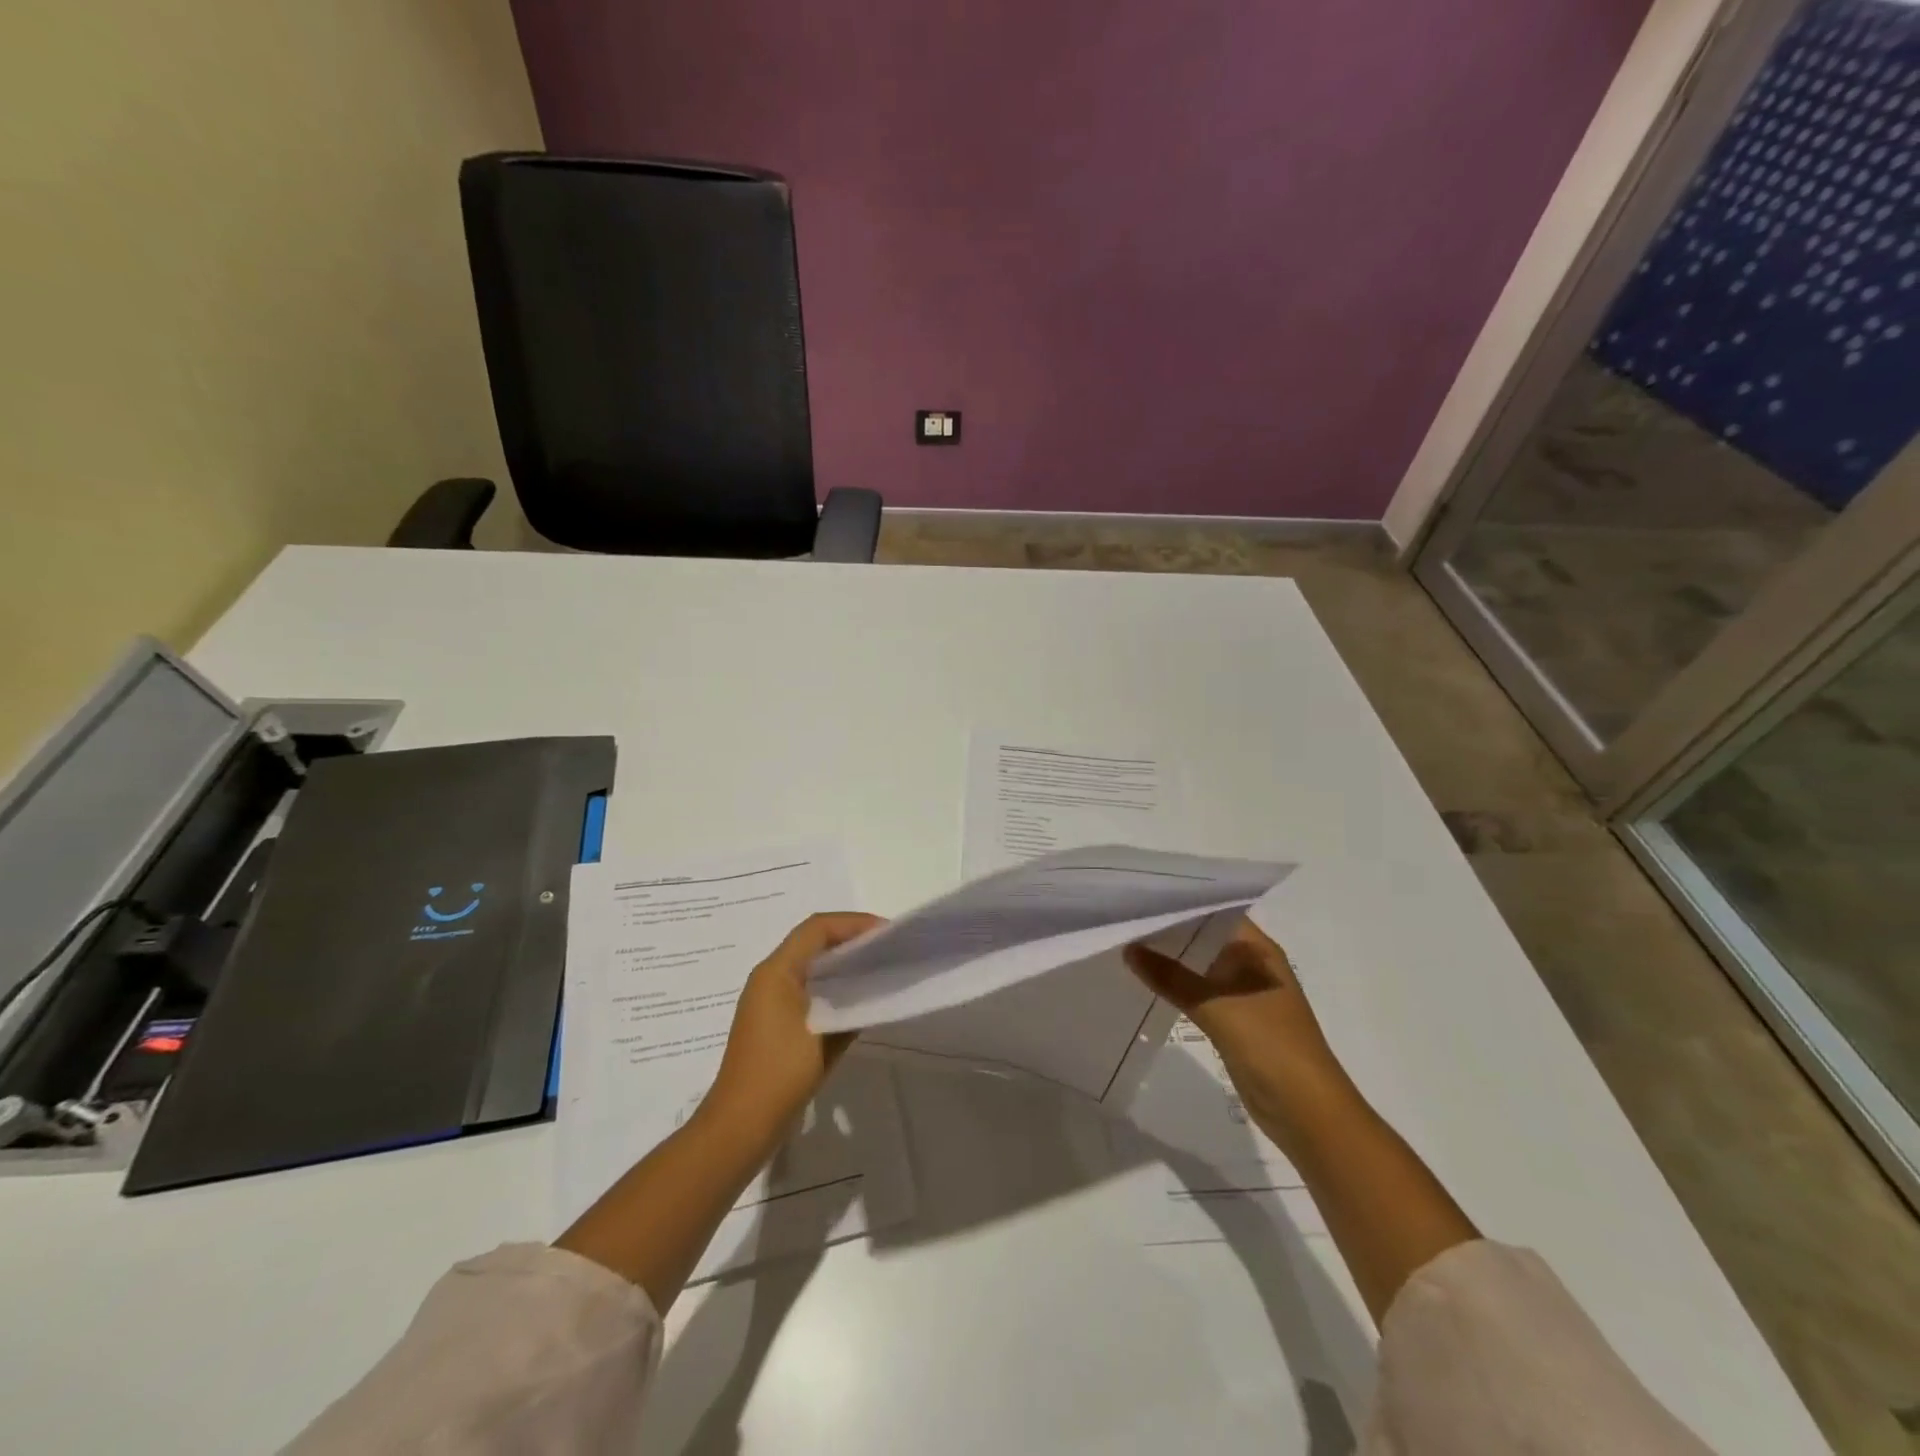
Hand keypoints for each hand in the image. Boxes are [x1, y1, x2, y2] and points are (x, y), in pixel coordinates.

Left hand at [703, 912, 883, 1138]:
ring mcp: (767, 999)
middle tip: (886, 948)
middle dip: (850, 939)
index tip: (886, 933)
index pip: (817, 928)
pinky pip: (805, 986)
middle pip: (812, 941)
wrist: (740, 1126)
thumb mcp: (825, 1038)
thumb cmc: (780, 1074)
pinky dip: (831, 984)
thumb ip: (852, 1009)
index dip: (853, 924)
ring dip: (841, 961)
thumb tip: (871, 992)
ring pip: (809, 963)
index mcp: (777, 972)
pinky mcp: (772, 1020)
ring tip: (876, 968)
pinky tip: (854, 999)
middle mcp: (769, 977)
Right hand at [1125, 917, 1357, 1157]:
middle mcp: (1251, 965)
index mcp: (1258, 950)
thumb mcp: (1217, 1006)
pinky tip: (1145, 982)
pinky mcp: (1234, 1021)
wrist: (1307, 1112)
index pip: (1215, 911)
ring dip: (1170, 960)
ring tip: (1126, 943)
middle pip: (1204, 938)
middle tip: (1125, 916)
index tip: (1142, 894)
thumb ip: (1172, 977)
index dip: (1181, 901)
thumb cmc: (1271, 1045)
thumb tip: (1129, 949)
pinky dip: (1176, 987)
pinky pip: (1198, 994)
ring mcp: (1243, 994)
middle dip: (1169, 930)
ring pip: (1199, 967)